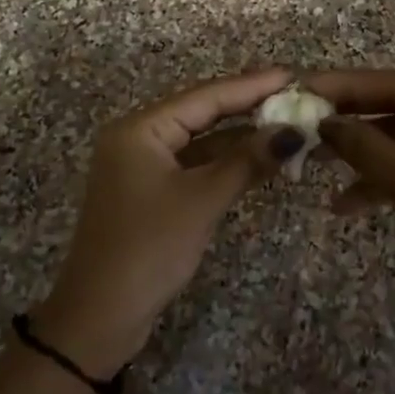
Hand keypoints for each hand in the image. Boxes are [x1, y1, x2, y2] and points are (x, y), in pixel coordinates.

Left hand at [33, 67, 302, 375]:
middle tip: (295, 97)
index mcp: (141, 129)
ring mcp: (144, 165)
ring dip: (241, 137)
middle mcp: (139, 137)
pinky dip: (227, 162)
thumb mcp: (202, 200)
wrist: (100, 317)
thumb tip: (293, 132)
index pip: (206, 96)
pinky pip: (196, 164)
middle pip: (203, 113)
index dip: (251, 86)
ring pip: (201, 140)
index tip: (292, 76)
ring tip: (288, 124)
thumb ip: (247, 161)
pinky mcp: (152, 191)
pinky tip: (260, 158)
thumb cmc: (148, 249)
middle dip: (249, 107)